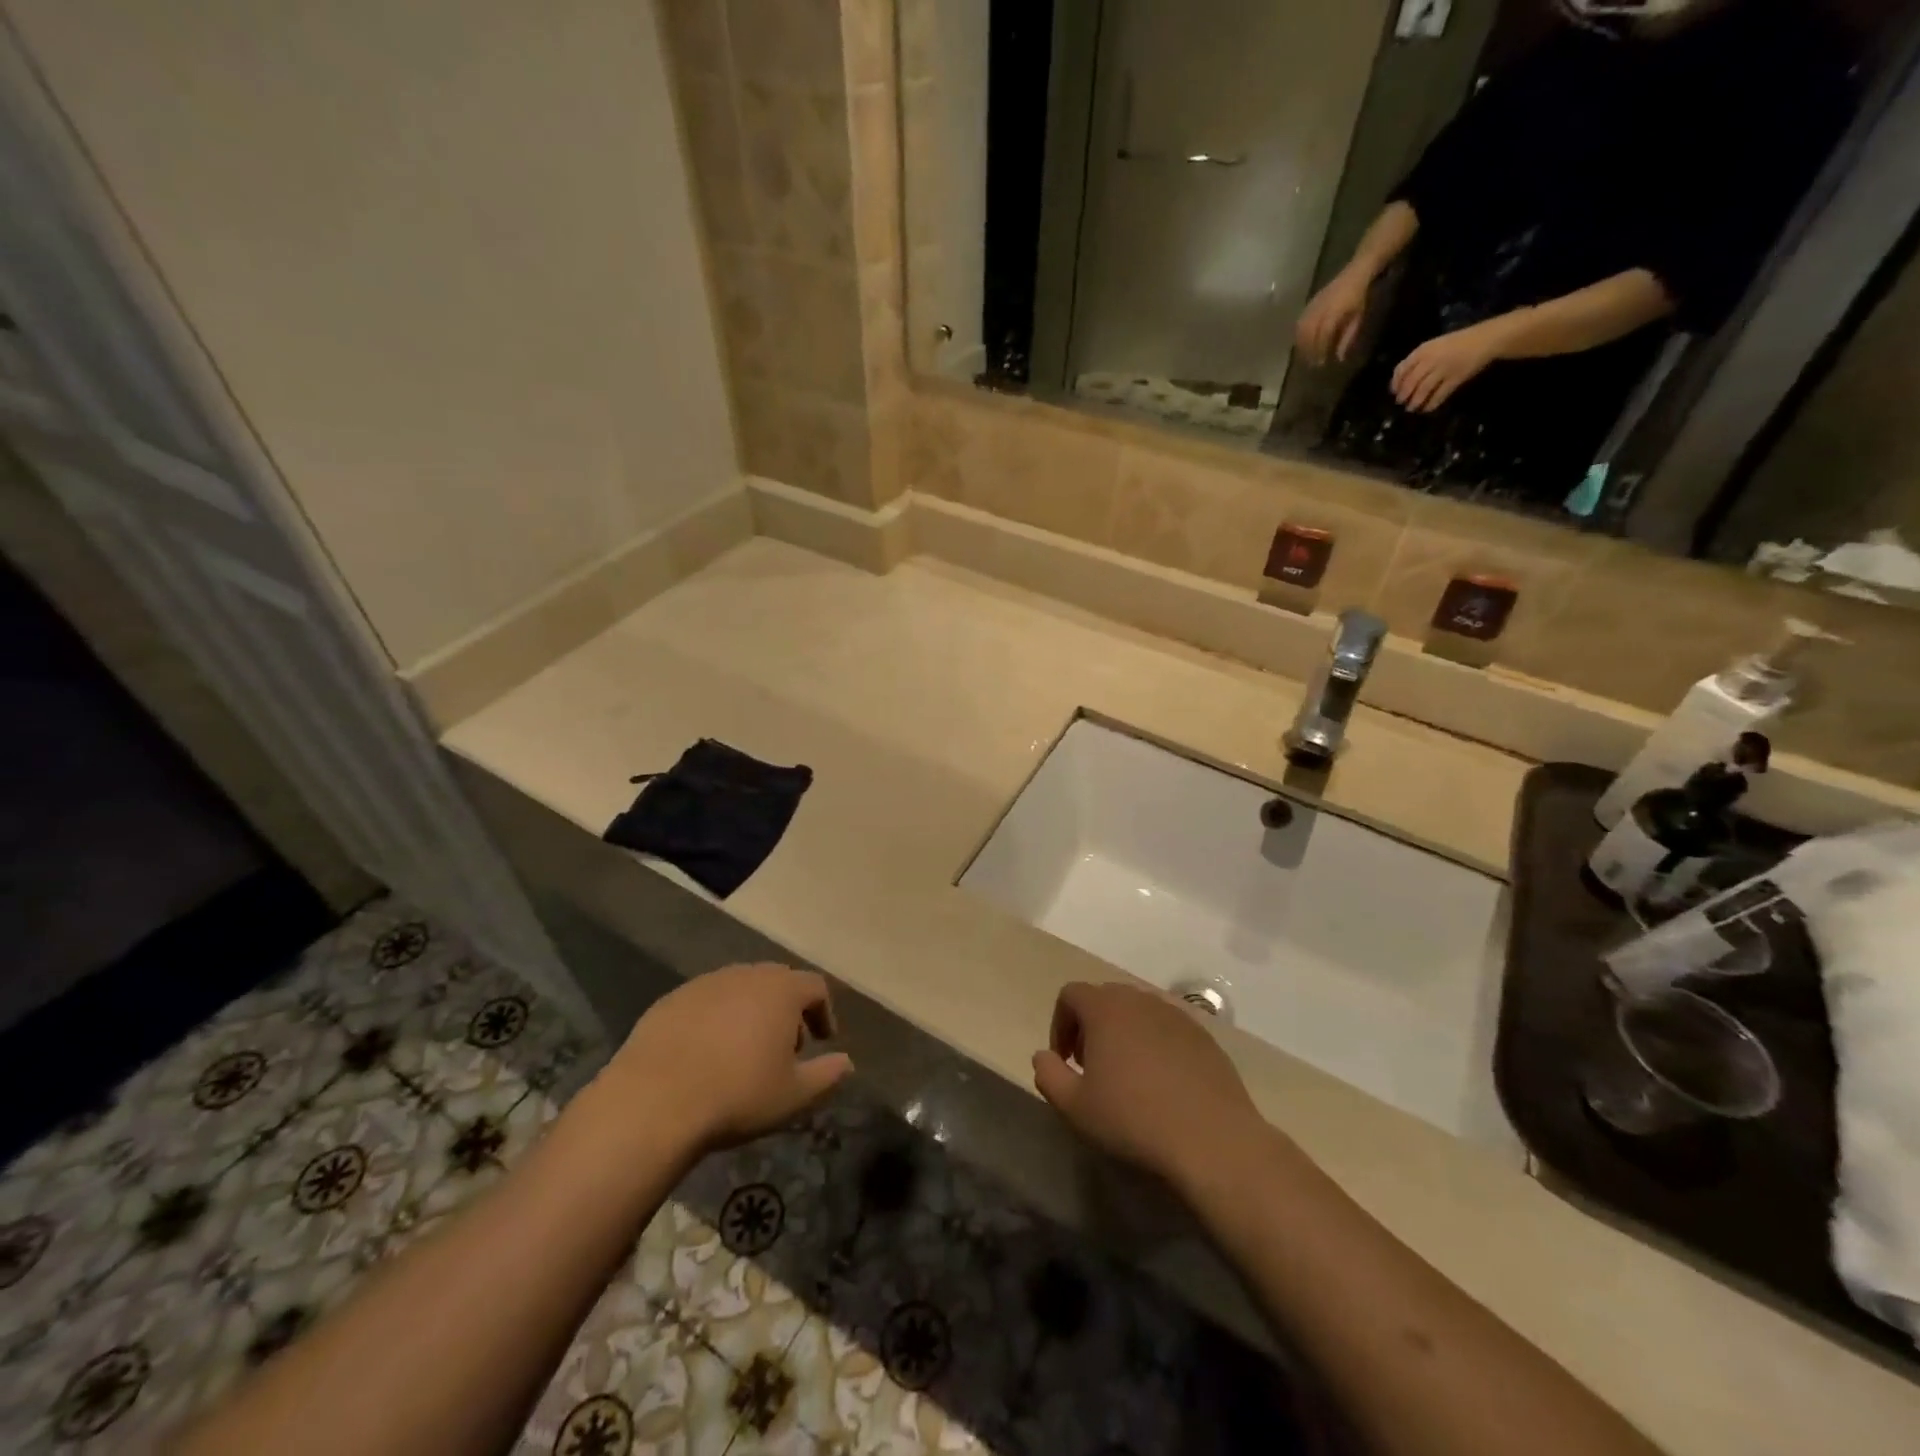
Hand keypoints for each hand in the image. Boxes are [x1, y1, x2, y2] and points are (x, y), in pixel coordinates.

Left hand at [606, 964, 852, 1152]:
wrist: (653, 1102)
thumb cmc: (737, 1095)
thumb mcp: (794, 1095)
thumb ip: (827, 1075)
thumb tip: (847, 1063)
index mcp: (781, 990)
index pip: (815, 987)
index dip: (823, 1012)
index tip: (823, 1041)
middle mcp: (745, 975)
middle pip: (777, 982)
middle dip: (787, 1011)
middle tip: (785, 1048)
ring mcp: (704, 984)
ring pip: (739, 990)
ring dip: (750, 1014)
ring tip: (744, 1053)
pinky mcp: (670, 1001)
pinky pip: (704, 1004)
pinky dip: (715, 1021)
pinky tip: (705, 1056)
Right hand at [1033, 981, 1267, 1192]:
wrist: (1212, 1139)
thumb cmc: (1133, 1119)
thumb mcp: (1075, 1106)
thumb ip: (1048, 1075)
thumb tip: (1043, 1056)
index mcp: (1105, 1008)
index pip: (1071, 994)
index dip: (1060, 1024)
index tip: (1066, 1061)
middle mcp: (1140, 999)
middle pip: (1105, 998)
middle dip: (1090, 1026)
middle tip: (1092, 1067)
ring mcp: (1176, 1015)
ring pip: (1138, 1012)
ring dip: (1124, 1033)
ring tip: (1127, 1076)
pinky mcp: (1203, 1036)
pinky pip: (1167, 1029)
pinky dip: (1155, 1044)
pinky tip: (1162, 1084)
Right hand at [1295, 268, 1371, 365]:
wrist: (1356, 271)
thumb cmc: (1359, 296)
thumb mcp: (1358, 317)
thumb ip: (1348, 337)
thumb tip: (1339, 357)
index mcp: (1334, 311)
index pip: (1323, 335)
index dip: (1321, 350)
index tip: (1322, 362)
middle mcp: (1320, 309)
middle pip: (1309, 334)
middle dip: (1309, 351)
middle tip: (1312, 363)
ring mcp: (1313, 305)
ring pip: (1301, 330)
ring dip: (1302, 345)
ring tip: (1305, 355)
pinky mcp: (1310, 304)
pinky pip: (1299, 322)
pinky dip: (1298, 335)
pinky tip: (1301, 342)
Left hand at [1390, 318, 1510, 411]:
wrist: (1485, 339)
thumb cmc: (1457, 343)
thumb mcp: (1434, 346)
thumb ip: (1419, 360)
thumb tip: (1401, 381)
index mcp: (1423, 350)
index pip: (1402, 369)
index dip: (1395, 383)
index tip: (1394, 392)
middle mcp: (1431, 360)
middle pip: (1410, 382)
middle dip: (1403, 395)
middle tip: (1401, 402)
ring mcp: (1443, 369)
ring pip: (1422, 390)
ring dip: (1415, 402)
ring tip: (1411, 408)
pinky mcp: (1455, 378)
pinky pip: (1439, 395)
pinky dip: (1431, 404)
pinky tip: (1427, 409)